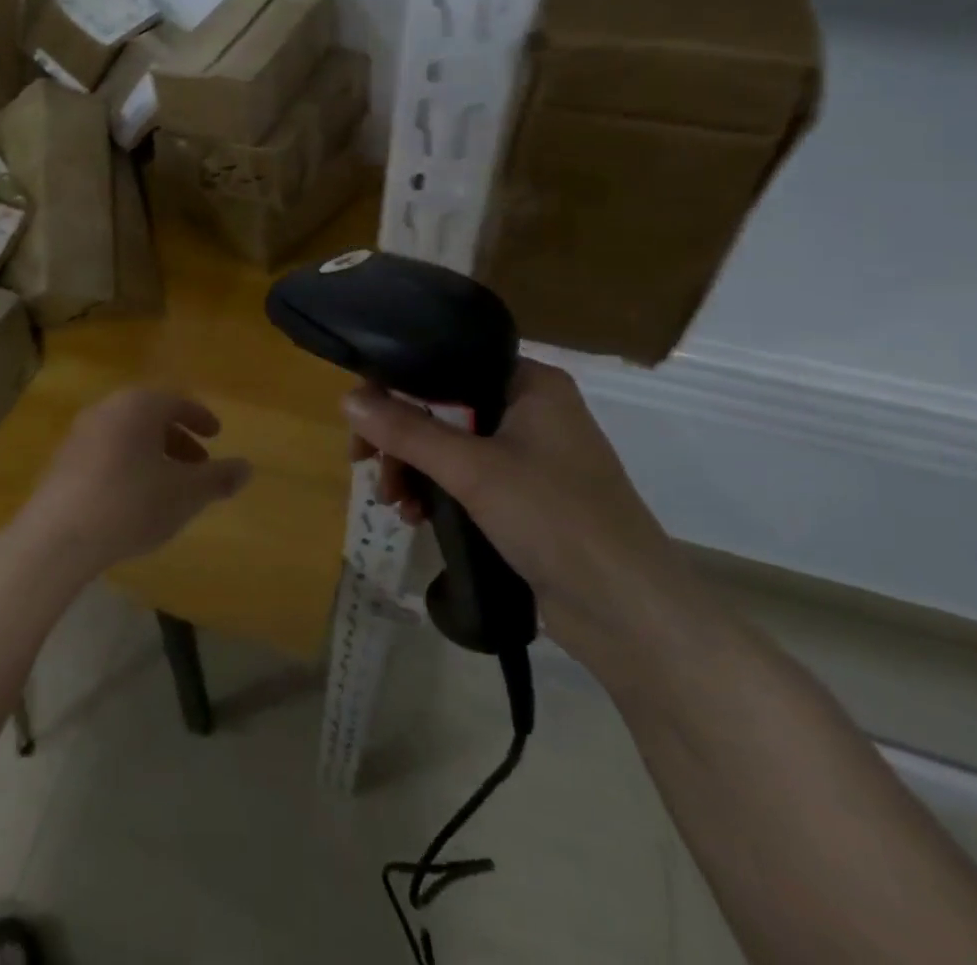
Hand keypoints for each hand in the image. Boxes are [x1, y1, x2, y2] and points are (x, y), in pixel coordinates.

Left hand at [14, 388, 252, 578]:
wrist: (58, 536)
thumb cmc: (131, 503)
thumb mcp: (186, 494)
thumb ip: (218, 478)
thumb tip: (247, 467)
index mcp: (139, 406)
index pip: (177, 401)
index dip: (201, 418)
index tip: (216, 436)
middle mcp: (107, 409)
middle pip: (150, 416)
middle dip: (178, 438)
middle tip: (198, 464)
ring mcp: (80, 434)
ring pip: (127, 435)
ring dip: (153, 453)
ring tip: (169, 485)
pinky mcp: (62, 461)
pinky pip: (105, 452)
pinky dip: (127, 465)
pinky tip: (134, 498)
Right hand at [342, 360, 692, 668]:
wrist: (629, 613)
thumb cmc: (555, 519)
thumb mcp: (472, 469)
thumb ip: (407, 430)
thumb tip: (346, 398)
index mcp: (530, 383)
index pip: (448, 363)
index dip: (399, 385)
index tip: (362, 419)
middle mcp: (531, 410)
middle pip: (444, 407)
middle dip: (402, 439)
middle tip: (368, 467)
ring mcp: (531, 456)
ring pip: (451, 446)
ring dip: (415, 469)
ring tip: (395, 504)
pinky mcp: (527, 498)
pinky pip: (467, 479)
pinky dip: (438, 492)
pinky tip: (417, 517)